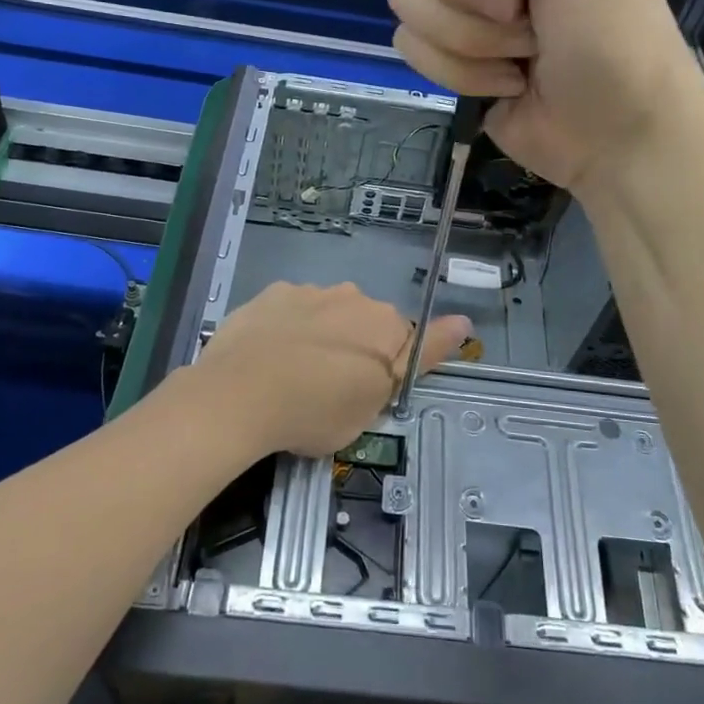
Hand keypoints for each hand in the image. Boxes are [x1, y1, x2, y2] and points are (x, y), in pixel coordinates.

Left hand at [195, 283, 471, 458]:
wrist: (239, 395)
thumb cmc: (316, 412)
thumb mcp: (375, 404)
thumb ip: (420, 359)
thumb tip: (464, 321)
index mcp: (386, 326)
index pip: (405, 343)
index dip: (386, 371)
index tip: (363, 392)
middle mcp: (354, 297)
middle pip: (364, 325)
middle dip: (354, 350)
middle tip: (328, 391)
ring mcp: (310, 291)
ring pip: (326, 314)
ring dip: (320, 337)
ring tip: (290, 376)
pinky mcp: (273, 292)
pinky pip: (291, 310)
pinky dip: (287, 328)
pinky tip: (266, 356)